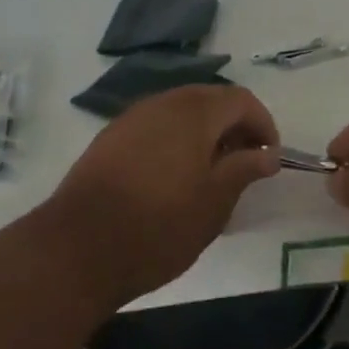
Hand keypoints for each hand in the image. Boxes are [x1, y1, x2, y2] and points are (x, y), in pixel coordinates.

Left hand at [49, 84, 280, 310]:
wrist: (78, 248)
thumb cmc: (159, 225)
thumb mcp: (214, 202)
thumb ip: (244, 169)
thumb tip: (268, 154)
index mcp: (194, 112)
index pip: (241, 100)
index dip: (263, 124)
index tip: (269, 158)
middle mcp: (162, 103)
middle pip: (209, 100)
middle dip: (233, 126)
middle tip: (244, 164)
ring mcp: (131, 119)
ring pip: (179, 113)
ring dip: (203, 134)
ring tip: (211, 175)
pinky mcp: (109, 139)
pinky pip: (154, 128)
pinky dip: (175, 142)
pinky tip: (173, 178)